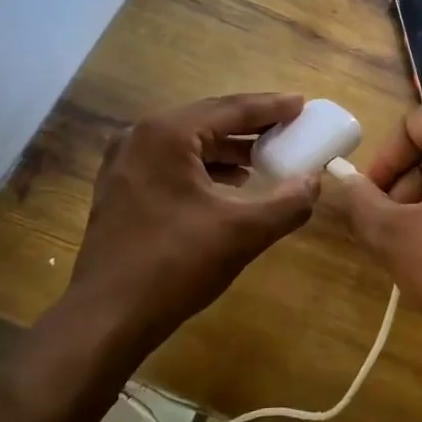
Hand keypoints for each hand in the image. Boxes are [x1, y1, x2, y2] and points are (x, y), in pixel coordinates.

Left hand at [58, 94, 320, 368]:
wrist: (107, 317)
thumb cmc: (175, 265)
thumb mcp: (243, 233)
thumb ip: (287, 203)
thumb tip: (314, 182)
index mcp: (167, 135)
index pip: (230, 109)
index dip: (271, 107)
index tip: (302, 104)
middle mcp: (140, 138)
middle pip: (207, 120)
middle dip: (251, 125)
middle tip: (289, 126)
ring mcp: (124, 164)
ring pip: (189, 144)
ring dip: (229, 148)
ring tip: (266, 156)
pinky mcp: (120, 190)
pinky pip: (172, 164)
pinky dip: (205, 167)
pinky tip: (231, 184)